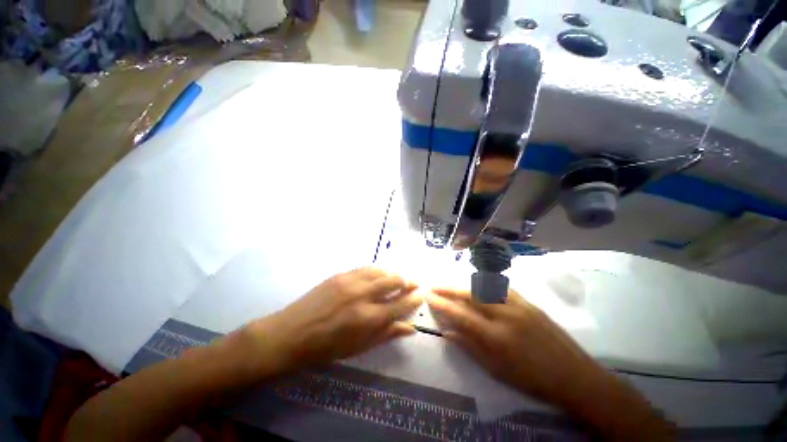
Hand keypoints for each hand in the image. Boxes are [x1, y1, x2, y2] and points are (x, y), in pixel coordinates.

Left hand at [243, 268, 421, 376]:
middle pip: (394, 281)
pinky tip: (380, 273)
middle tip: (413, 283)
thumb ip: (387, 334)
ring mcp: (351, 281)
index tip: (421, 295)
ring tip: (398, 278)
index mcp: (369, 318)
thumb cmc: (327, 347)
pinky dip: (377, 270)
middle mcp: (364, 296)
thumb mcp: (359, 347)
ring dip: (393, 273)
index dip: (414, 298)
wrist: (292, 332)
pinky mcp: (341, 274)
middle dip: (407, 281)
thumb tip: (410, 328)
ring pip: (381, 271)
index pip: (400, 304)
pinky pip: (366, 268)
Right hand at [426, 288, 600, 405]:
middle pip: (469, 294)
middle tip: (434, 285)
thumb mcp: (496, 371)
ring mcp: (518, 305)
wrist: (574, 376)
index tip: (427, 295)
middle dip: (448, 288)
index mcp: (496, 337)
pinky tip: (477, 285)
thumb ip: (469, 347)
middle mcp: (505, 315)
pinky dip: (484, 284)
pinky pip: (500, 287)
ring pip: (483, 286)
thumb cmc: (532, 380)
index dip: (441, 304)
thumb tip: (447, 332)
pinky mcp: (528, 301)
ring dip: (463, 284)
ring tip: (450, 285)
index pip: (460, 314)